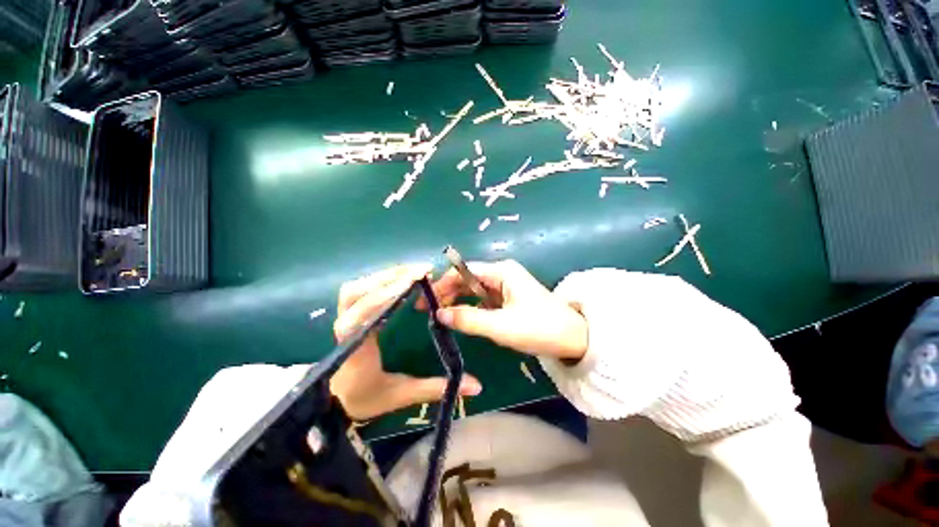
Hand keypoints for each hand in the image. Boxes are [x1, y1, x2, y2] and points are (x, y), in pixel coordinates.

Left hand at [330, 264, 481, 420]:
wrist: (335, 402)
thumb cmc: (367, 397)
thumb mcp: (402, 394)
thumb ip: (435, 387)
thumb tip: (476, 386)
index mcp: (355, 347)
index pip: (364, 313)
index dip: (388, 293)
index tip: (417, 279)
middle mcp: (345, 327)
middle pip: (357, 292)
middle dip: (391, 277)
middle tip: (423, 271)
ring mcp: (344, 318)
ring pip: (357, 287)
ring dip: (386, 275)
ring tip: (415, 271)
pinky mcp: (350, 313)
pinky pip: (360, 290)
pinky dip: (379, 280)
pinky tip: (400, 278)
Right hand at [420, 260, 587, 360]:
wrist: (574, 339)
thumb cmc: (539, 328)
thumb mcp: (501, 326)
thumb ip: (468, 320)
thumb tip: (439, 315)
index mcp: (501, 271)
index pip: (463, 271)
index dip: (442, 284)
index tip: (426, 301)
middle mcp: (501, 274)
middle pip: (466, 279)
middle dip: (447, 293)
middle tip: (427, 311)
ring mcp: (505, 286)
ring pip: (473, 290)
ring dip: (456, 301)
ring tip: (439, 316)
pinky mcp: (508, 299)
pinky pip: (483, 300)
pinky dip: (469, 308)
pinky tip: (459, 318)